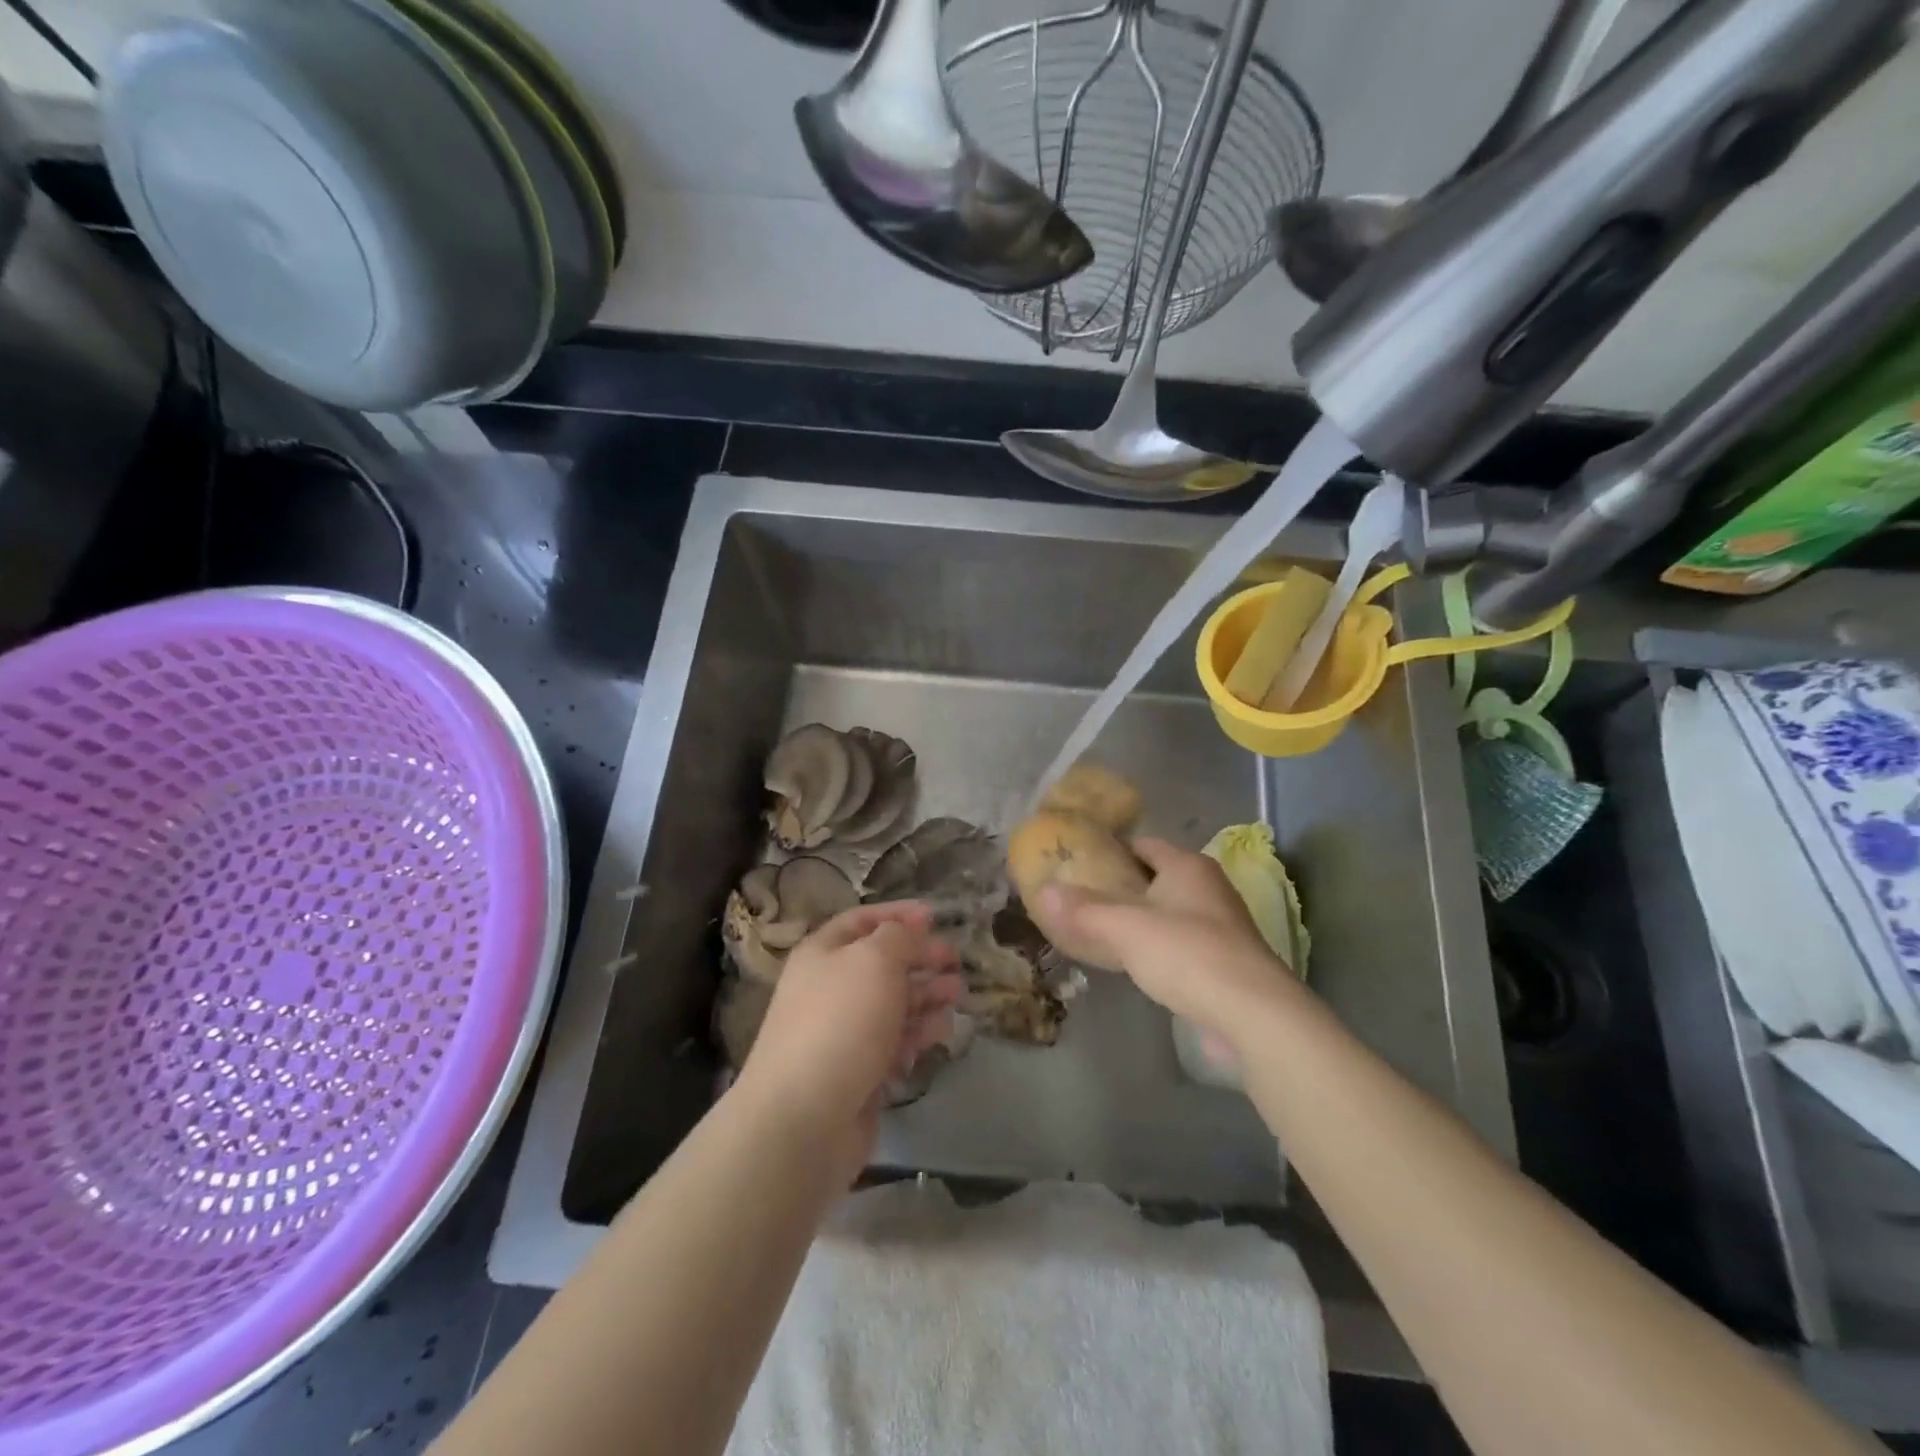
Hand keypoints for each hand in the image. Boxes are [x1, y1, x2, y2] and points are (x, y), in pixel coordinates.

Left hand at [735, 903, 961, 1179]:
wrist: (804, 1118)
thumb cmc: (841, 1022)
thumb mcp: (874, 960)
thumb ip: (899, 937)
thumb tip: (910, 929)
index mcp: (823, 953)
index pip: (862, 920)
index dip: (898, 915)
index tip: (936, 917)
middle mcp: (830, 987)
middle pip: (882, 963)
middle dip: (920, 958)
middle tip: (955, 961)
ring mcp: (844, 1032)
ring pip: (893, 1003)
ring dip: (926, 995)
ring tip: (957, 995)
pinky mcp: (858, 1071)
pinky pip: (893, 1041)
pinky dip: (917, 1034)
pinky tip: (940, 1033)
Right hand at [1037, 837, 1298, 1042]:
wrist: (1254, 1016)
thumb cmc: (1188, 955)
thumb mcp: (1126, 928)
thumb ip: (1083, 910)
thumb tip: (1041, 891)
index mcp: (1189, 866)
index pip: (1144, 844)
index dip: (1111, 850)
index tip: (1077, 862)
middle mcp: (1208, 889)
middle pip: (1156, 878)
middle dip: (1121, 886)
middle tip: (1079, 898)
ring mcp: (1220, 927)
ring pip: (1168, 913)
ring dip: (1138, 919)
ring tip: (1097, 930)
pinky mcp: (1224, 963)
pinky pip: (1179, 944)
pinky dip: (1155, 948)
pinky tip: (1132, 964)